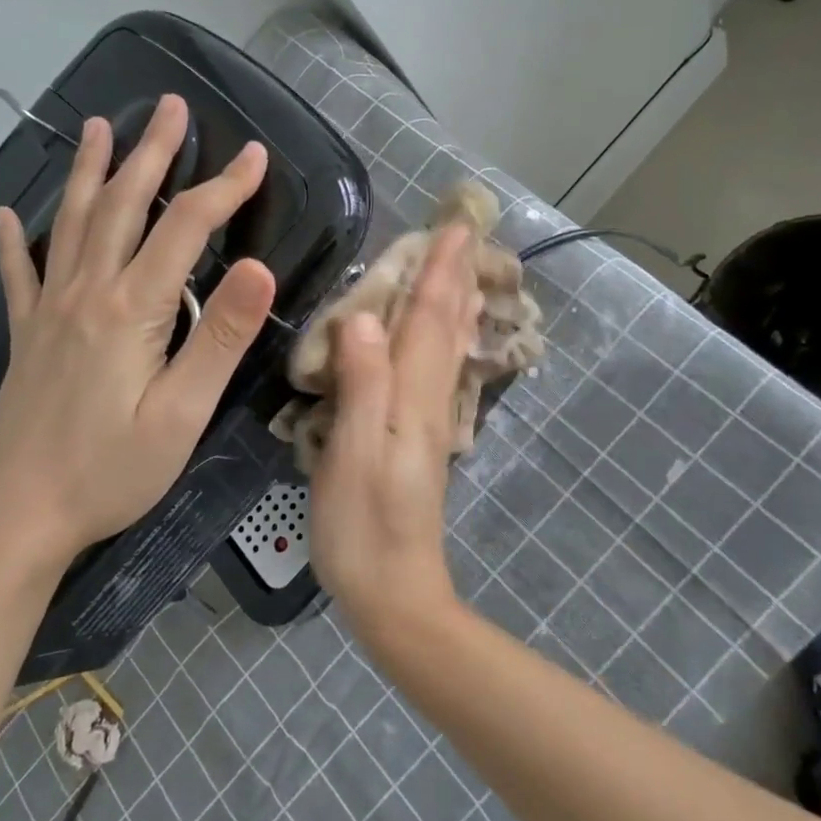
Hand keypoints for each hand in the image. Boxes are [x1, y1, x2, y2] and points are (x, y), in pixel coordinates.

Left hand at [0, 94, 276, 571]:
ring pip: (72, 223)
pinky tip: (3, 216)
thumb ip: (219, 338)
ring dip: (88, 171)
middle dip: (152, 153)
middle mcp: (86, 293)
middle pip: (122, 205)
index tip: (256, 155)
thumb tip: (261, 269)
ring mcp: (49, 311)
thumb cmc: (109, 471)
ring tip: (98, 126)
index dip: (224, 188)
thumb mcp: (182, 413)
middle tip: (171, 107)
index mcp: (131, 309)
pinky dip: (14, 241)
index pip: (185, 228)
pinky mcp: (26, 336)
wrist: (16, 514)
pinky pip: (18, 275)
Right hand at [308, 224, 482, 644]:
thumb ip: (363, 383)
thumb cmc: (363, 526)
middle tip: (466, 234)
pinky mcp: (420, 441)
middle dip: (456, 278)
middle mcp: (429, 402)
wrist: (394, 593)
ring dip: (457, 305)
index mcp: (413, 398)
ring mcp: (428, 422)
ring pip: (447, 349)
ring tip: (465, 271)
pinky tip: (444, 340)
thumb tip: (365, 315)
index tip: (454, 227)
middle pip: (447, 328)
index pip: (429, 320)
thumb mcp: (354, 453)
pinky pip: (438, 372)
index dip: (439, 272)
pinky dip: (446, 342)